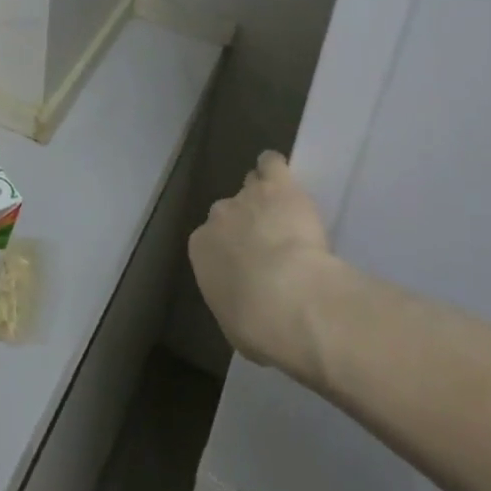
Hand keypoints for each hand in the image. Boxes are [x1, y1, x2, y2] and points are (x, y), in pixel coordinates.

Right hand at [188, 151, 337, 375]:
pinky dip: (277, 169)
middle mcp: (218, 216)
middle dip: (247, 223)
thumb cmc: (258, 325)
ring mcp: (247, 196)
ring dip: (264, 197)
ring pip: (252, 184)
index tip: (251, 267)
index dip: (232, 252)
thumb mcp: (234, 326)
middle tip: (271, 244)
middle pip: (230, 211)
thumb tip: (244, 304)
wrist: (290, 299)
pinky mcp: (277, 185)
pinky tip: (287, 180)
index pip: (211, 241)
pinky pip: (272, 164)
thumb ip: (233, 303)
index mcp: (201, 248)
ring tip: (284, 214)